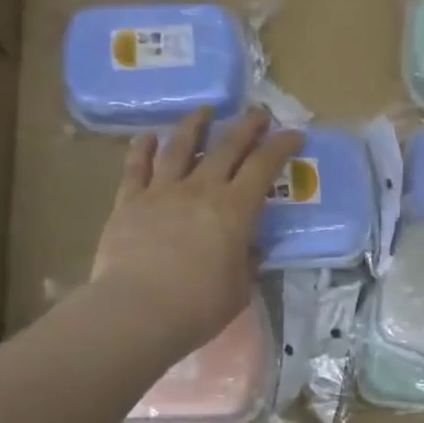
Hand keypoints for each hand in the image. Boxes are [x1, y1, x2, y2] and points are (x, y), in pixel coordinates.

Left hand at [88, 107, 302, 360]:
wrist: (138, 311)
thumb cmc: (200, 305)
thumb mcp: (240, 286)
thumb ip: (246, 261)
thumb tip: (250, 248)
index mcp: (235, 209)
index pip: (264, 166)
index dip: (281, 146)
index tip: (293, 135)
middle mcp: (201, 189)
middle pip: (227, 146)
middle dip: (247, 126)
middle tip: (258, 114)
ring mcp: (162, 191)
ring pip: (181, 146)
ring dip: (196, 125)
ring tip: (205, 111)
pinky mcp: (130, 201)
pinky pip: (136, 167)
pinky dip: (143, 149)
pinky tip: (148, 137)